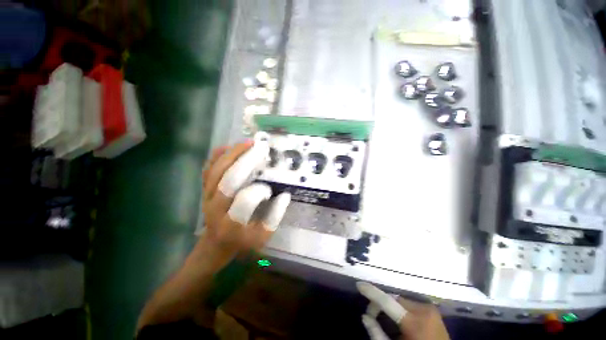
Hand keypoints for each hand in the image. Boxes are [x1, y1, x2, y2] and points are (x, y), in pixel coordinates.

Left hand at [200, 140, 290, 258]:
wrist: (215, 243)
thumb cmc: (241, 241)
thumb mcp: (261, 237)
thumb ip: (274, 217)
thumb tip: (284, 194)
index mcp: (231, 224)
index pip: (244, 201)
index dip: (259, 190)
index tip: (270, 189)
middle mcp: (215, 208)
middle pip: (228, 180)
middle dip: (246, 161)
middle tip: (261, 148)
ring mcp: (206, 196)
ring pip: (216, 170)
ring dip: (233, 154)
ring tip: (249, 143)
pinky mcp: (204, 189)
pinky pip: (208, 168)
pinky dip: (218, 155)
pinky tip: (230, 146)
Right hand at [357, 282, 449, 339]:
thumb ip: (377, 334)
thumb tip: (364, 317)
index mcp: (415, 323)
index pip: (387, 301)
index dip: (372, 292)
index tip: (359, 284)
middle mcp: (424, 310)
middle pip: (393, 299)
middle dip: (381, 304)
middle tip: (373, 315)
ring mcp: (430, 309)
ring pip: (401, 300)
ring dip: (390, 306)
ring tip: (386, 318)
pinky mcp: (433, 310)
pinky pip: (410, 304)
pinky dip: (401, 308)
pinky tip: (399, 319)